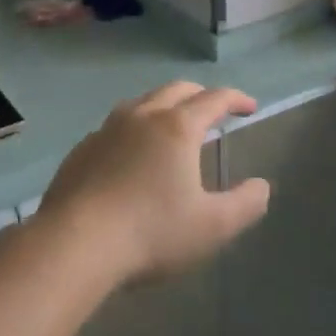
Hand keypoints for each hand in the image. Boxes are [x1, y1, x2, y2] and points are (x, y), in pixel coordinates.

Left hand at [37, 81, 269, 287]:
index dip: (236, 99)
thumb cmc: (150, 232)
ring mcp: (107, 129)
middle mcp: (143, 116)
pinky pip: (115, 126)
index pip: (215, 99)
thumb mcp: (212, 227)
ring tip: (173, 125)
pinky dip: (135, 128)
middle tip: (214, 110)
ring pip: (143, 102)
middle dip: (201, 94)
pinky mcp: (82, 149)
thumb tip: (262, 186)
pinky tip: (131, 153)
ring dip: (165, 105)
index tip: (250, 107)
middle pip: (177, 90)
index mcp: (178, 127)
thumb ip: (245, 204)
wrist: (73, 245)